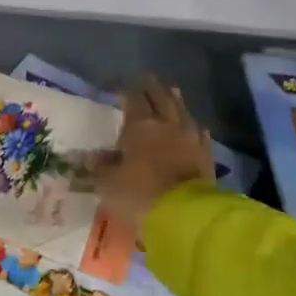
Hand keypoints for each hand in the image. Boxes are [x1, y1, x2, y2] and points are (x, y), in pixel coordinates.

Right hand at [95, 77, 213, 227]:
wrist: (185, 217)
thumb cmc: (138, 194)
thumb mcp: (107, 183)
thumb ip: (99, 167)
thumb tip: (89, 157)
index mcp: (140, 126)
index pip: (134, 99)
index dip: (127, 92)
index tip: (120, 88)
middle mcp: (168, 126)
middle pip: (161, 99)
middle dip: (153, 88)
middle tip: (148, 79)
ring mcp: (191, 140)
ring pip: (183, 112)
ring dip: (175, 101)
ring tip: (172, 91)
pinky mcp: (206, 157)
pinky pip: (199, 135)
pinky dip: (193, 127)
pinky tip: (194, 126)